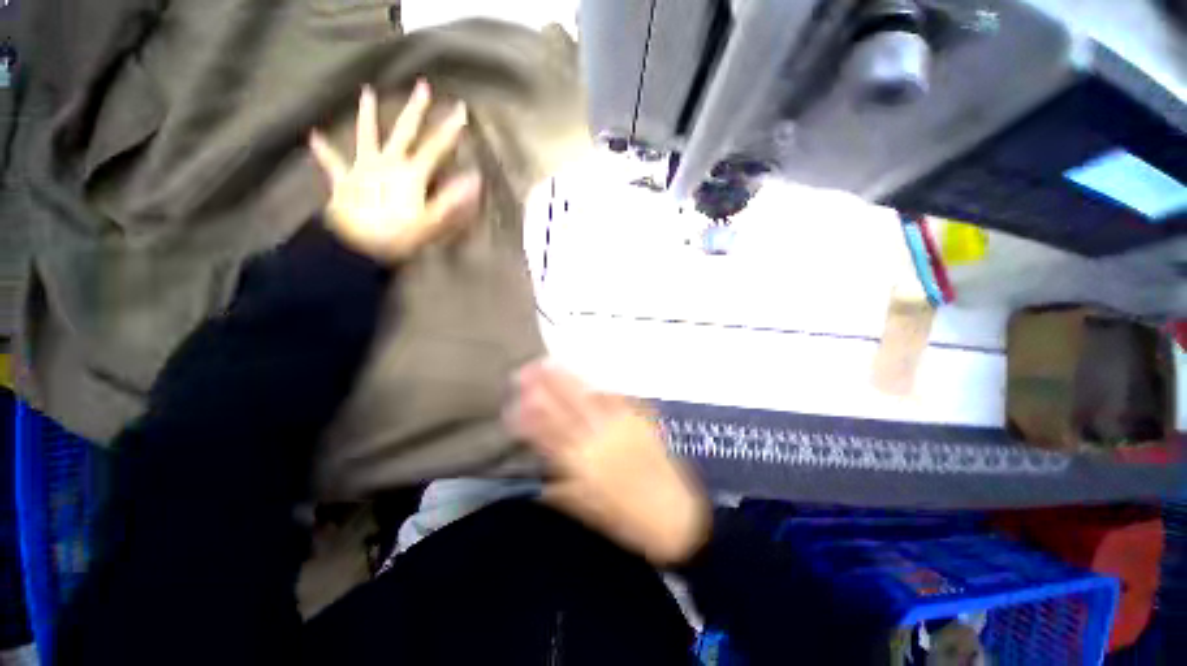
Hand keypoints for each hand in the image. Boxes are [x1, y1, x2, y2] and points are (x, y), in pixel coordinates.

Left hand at [309, 81, 481, 263]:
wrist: (356, 245)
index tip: (461, 110)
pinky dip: (324, 150)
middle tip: (422, 85)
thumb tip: (474, 179)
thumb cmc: (398, 235)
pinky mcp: (344, 180)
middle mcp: (387, 163)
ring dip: (368, 114)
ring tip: (367, 92)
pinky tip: (315, 136)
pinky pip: (332, 163)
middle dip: (415, 109)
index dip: (450, 129)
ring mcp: (363, 168)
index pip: (435, 148)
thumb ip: (452, 199)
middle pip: (404, 131)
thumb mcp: (432, 221)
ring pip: (366, 135)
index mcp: (411, 173)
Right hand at [506, 361, 710, 565]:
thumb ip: (558, 483)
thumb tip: (535, 464)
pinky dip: (596, 387)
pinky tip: (586, 379)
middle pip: (566, 404)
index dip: (527, 416)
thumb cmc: (626, 520)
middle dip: (544, 384)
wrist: (676, 516)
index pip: (547, 432)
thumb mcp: (586, 507)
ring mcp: (622, 424)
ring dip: (567, 377)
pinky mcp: (641, 418)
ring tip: (549, 363)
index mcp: (582, 463)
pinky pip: (615, 397)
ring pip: (588, 394)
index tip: (511, 404)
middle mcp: (599, 437)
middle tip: (526, 368)